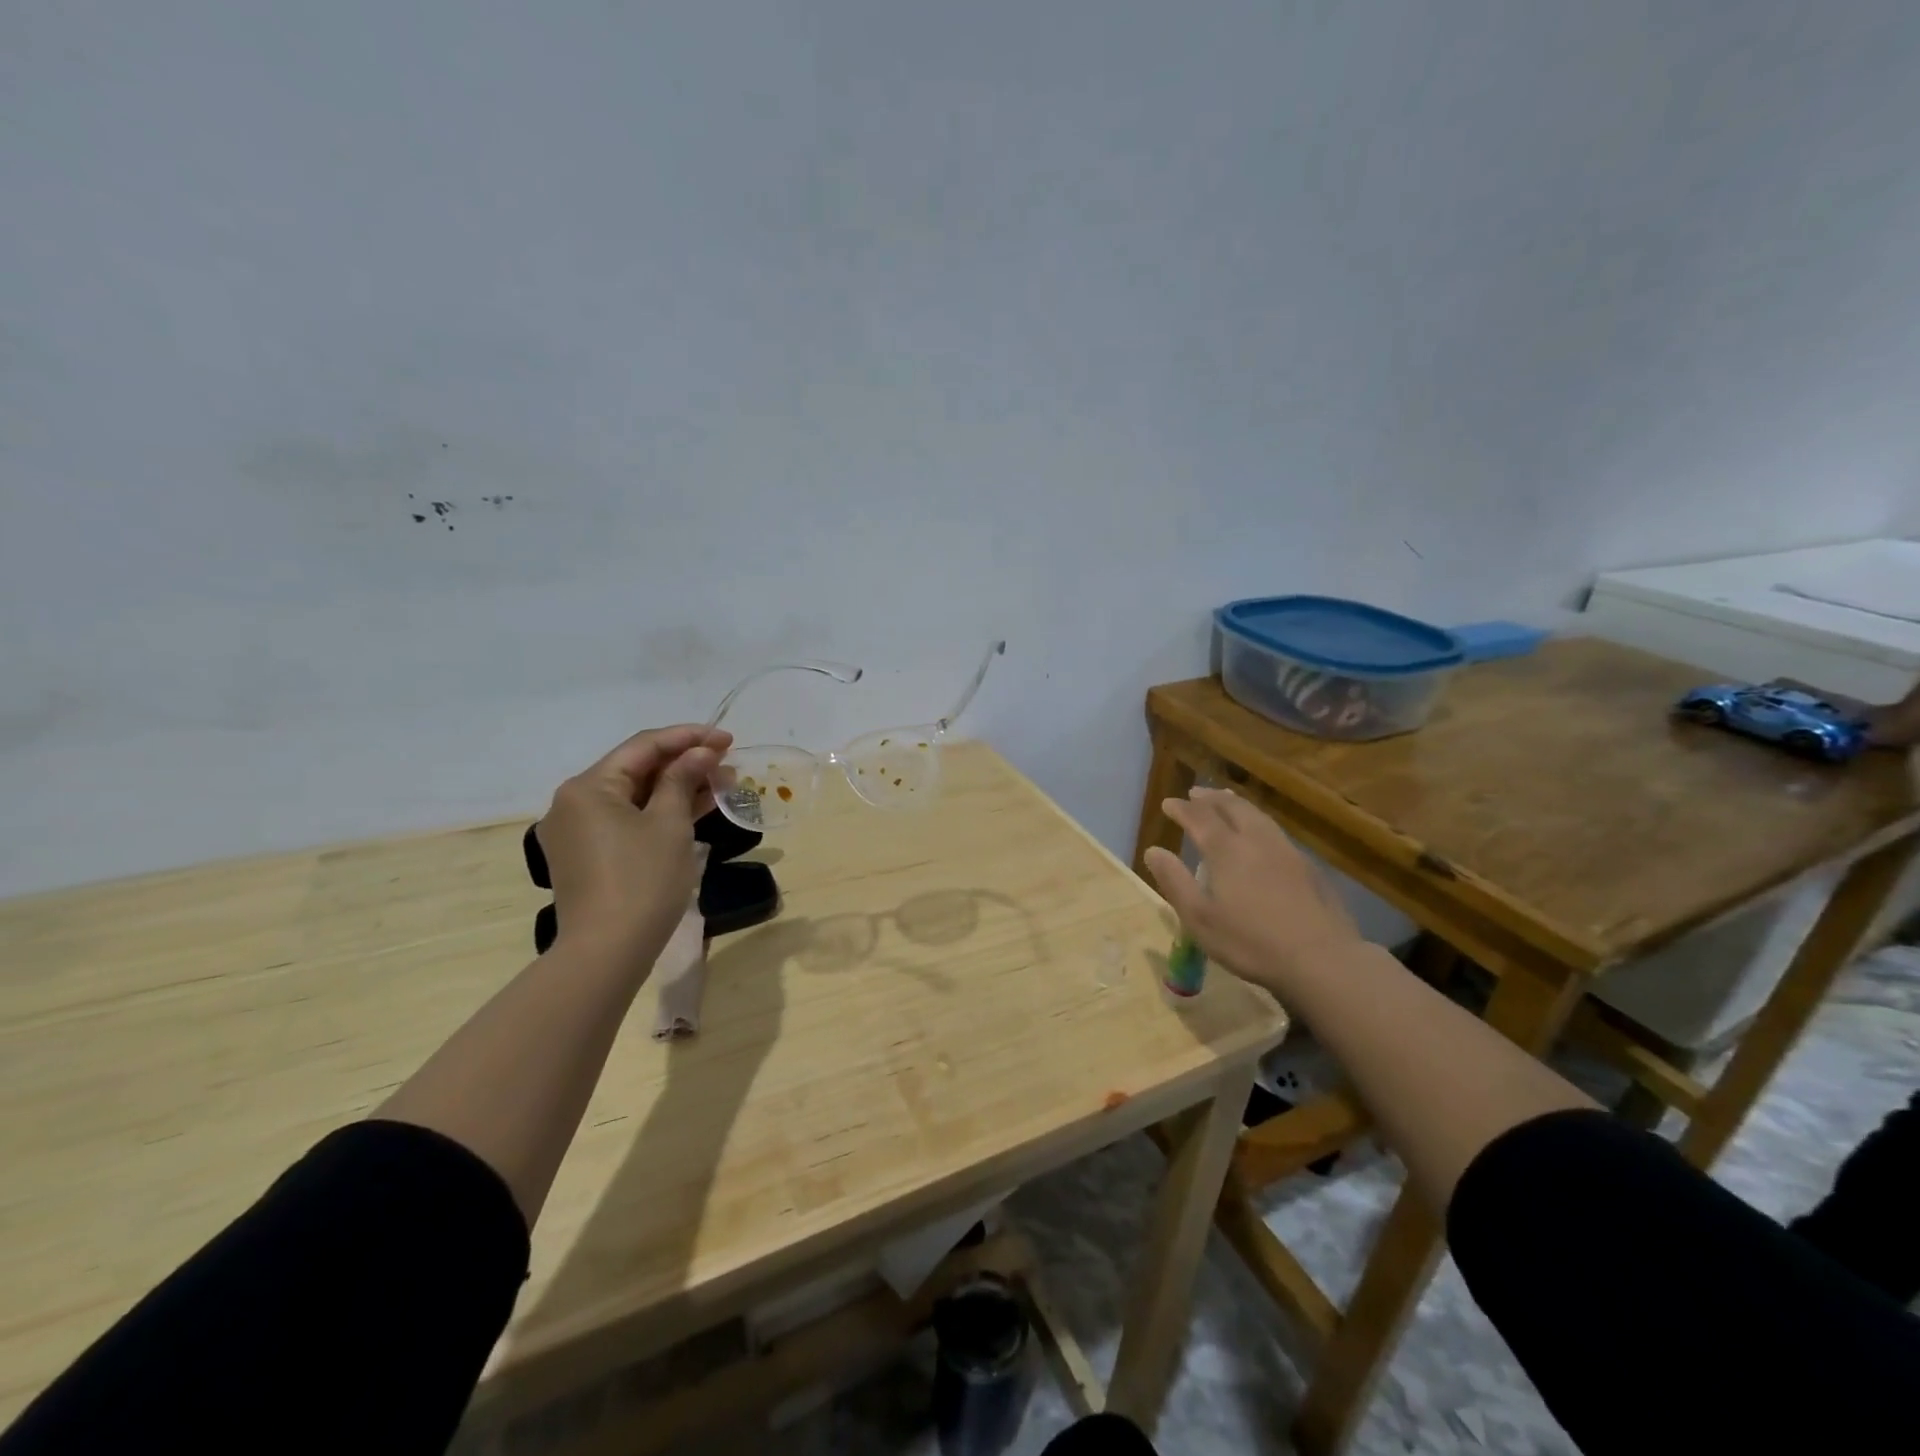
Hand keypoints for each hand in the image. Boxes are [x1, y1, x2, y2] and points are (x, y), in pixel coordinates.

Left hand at [537, 724, 731, 967]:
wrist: (607, 951)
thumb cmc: (642, 880)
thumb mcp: (670, 824)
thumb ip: (683, 780)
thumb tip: (701, 753)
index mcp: (588, 787)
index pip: (644, 746)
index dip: (689, 738)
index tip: (728, 739)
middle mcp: (574, 802)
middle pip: (636, 769)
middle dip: (685, 763)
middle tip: (728, 762)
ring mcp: (578, 831)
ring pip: (635, 796)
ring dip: (677, 787)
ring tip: (721, 783)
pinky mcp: (588, 855)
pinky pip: (628, 820)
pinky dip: (660, 812)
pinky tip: (696, 808)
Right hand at [1143, 788, 1361, 993]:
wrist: (1322, 959)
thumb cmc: (1250, 942)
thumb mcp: (1199, 918)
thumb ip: (1175, 881)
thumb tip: (1154, 851)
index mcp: (1226, 850)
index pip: (1199, 817)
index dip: (1182, 808)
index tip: (1168, 803)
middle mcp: (1256, 840)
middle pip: (1232, 807)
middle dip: (1210, 798)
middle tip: (1195, 793)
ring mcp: (1286, 850)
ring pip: (1257, 815)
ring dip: (1236, 803)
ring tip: (1226, 800)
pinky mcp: (1308, 866)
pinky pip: (1275, 830)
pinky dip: (1257, 821)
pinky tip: (1260, 834)